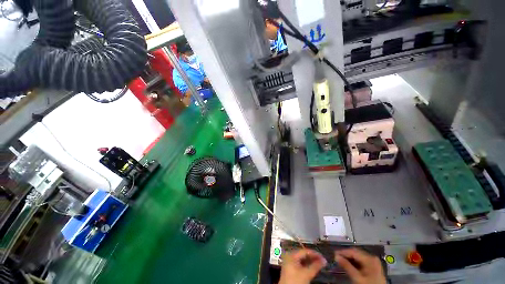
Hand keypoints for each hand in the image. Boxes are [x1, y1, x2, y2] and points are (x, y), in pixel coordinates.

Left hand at [279, 249, 326, 283]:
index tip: (323, 258)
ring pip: (302, 259)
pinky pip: (299, 263)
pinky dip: (306, 265)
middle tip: (322, 261)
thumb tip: (324, 260)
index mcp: (292, 254)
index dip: (315, 254)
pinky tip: (312, 268)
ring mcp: (289, 261)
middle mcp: (289, 255)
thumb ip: (315, 266)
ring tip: (319, 264)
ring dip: (310, 262)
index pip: (305, 251)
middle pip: (303, 255)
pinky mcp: (290, 268)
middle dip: (313, 258)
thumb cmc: (296, 281)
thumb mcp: (307, 274)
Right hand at [335, 248, 385, 283]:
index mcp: (369, 258)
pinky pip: (361, 261)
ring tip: (341, 260)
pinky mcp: (373, 266)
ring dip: (349, 258)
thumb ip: (347, 266)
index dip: (343, 252)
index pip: (353, 251)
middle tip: (336, 257)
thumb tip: (336, 256)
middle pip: (355, 253)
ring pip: (358, 257)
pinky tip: (348, 264)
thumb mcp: (357, 278)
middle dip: (346, 255)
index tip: (334, 254)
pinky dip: (354, 262)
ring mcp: (373, 261)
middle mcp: (372, 257)